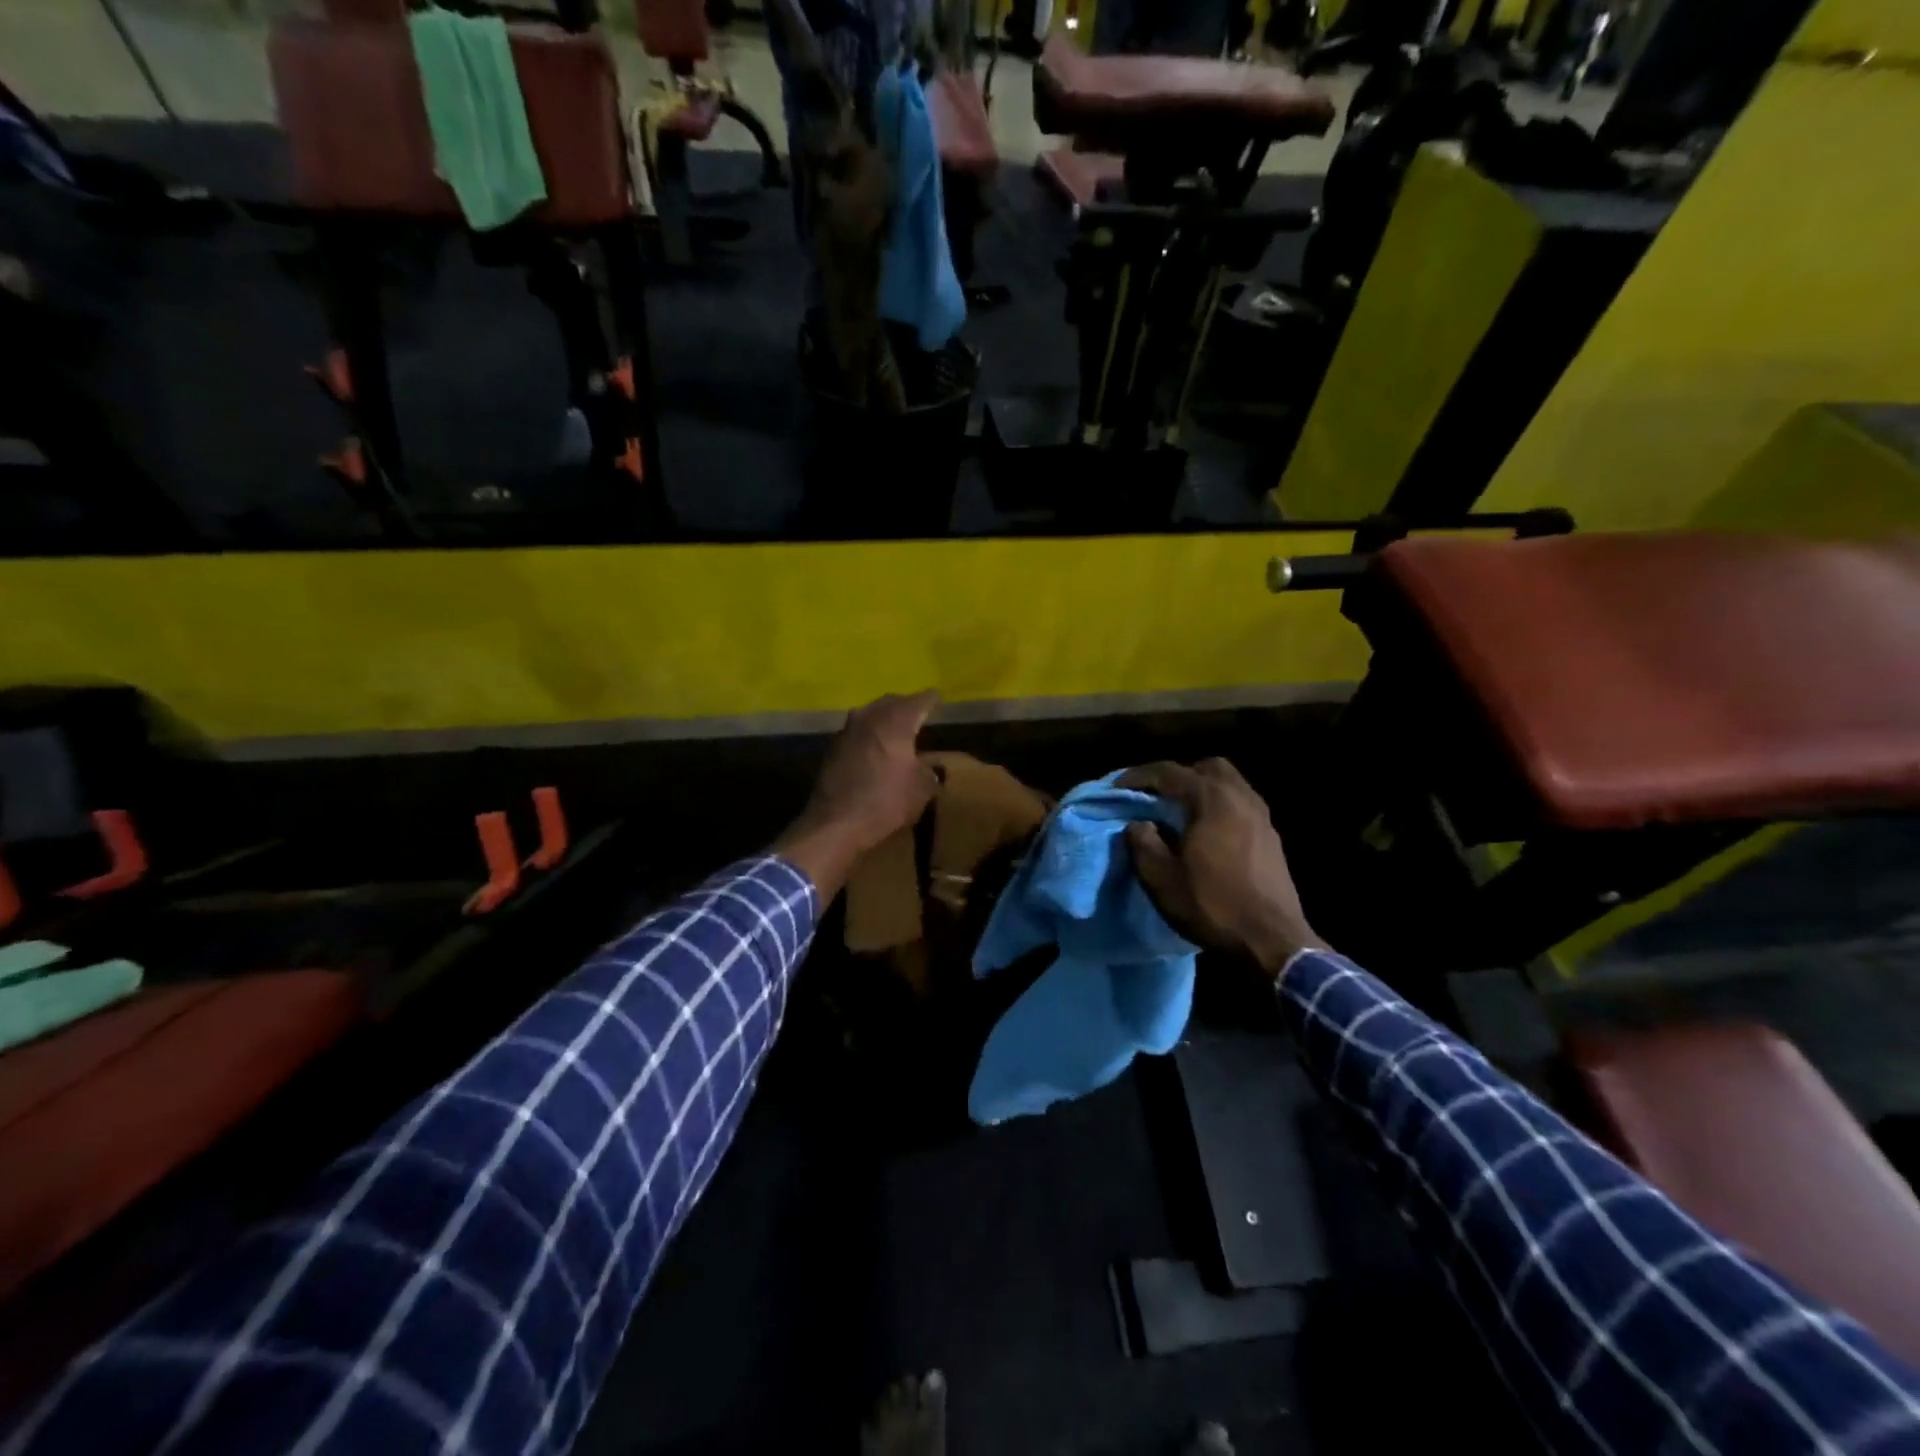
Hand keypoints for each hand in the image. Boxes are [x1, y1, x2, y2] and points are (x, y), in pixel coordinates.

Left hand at [773, 691, 941, 898]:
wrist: (835, 823)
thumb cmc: (886, 802)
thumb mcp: (922, 790)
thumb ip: (930, 771)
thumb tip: (929, 766)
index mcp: (896, 721)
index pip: (920, 700)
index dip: (932, 699)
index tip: (939, 699)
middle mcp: (869, 717)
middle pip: (891, 702)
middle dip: (906, 705)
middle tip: (918, 712)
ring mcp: (847, 730)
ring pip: (871, 714)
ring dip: (884, 719)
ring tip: (897, 729)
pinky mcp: (832, 748)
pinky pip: (857, 731)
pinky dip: (869, 734)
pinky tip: (875, 747)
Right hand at [1121, 759, 1325, 977]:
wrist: (1272, 941)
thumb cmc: (1211, 905)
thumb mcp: (1159, 877)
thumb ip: (1142, 841)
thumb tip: (1139, 823)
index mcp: (1211, 799)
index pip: (1169, 772)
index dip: (1138, 776)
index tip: (1116, 786)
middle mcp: (1240, 797)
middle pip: (1207, 767)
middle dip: (1179, 776)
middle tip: (1157, 796)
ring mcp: (1262, 816)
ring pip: (1229, 785)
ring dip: (1202, 791)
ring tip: (1180, 814)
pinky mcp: (1272, 837)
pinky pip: (1241, 806)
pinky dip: (1220, 808)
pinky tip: (1207, 834)